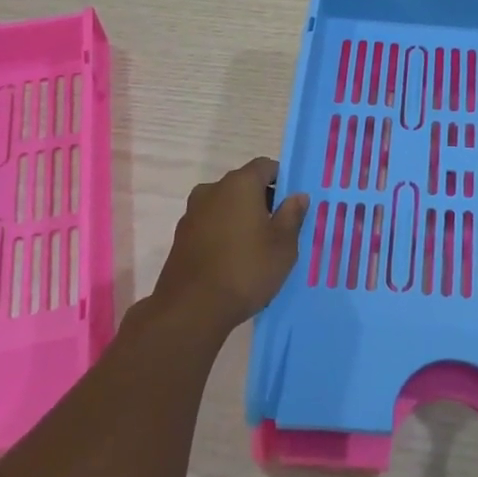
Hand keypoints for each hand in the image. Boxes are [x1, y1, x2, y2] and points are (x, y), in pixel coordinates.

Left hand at [152, 157, 308, 334]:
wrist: (191, 310)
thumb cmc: (246, 269)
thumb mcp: (283, 245)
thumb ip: (292, 215)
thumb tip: (297, 196)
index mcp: (239, 184)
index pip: (265, 166)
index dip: (282, 180)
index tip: (292, 205)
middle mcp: (212, 190)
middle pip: (244, 185)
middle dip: (262, 201)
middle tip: (279, 229)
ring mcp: (192, 213)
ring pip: (225, 206)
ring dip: (241, 218)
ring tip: (256, 248)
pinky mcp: (180, 237)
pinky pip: (210, 225)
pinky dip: (223, 233)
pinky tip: (233, 260)